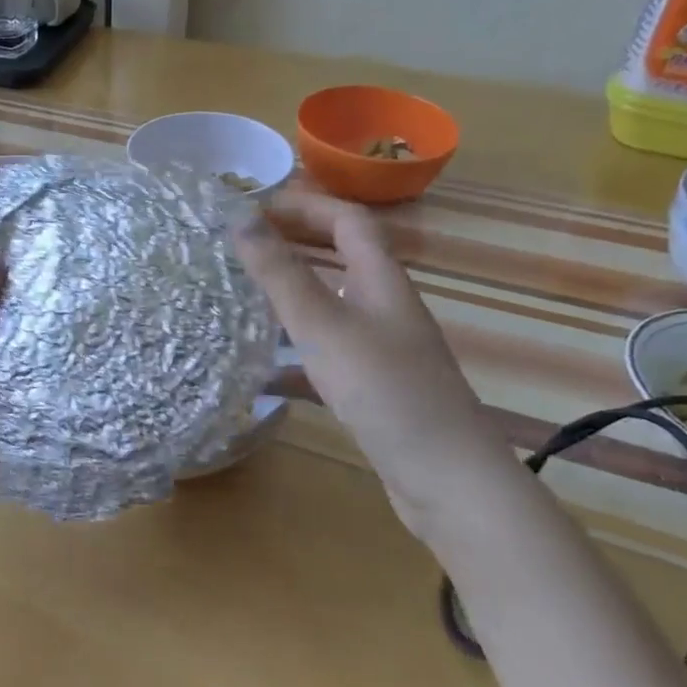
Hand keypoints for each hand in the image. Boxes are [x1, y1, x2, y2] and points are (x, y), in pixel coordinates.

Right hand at [234, 186, 518, 533]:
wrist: (447, 481)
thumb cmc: (384, 389)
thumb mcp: (323, 325)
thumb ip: (280, 273)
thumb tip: (241, 219)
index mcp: (380, 280)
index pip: (347, 220)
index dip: (304, 205)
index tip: (253, 208)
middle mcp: (384, 308)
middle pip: (338, 259)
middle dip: (292, 246)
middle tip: (240, 248)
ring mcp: (380, 351)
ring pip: (328, 309)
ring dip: (288, 300)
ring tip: (240, 301)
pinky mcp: (372, 390)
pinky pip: (324, 359)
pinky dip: (293, 359)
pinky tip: (259, 376)